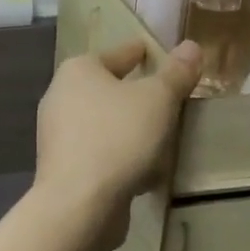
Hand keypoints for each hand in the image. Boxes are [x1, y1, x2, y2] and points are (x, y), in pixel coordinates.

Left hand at [32, 38, 200, 249]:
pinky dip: (122, 157)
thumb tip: (191, 46)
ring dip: (132, 130)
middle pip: (111, 89)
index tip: (164, 56)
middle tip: (170, 101)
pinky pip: (101, 153)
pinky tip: (146, 172)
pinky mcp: (63, 167)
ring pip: (107, 124)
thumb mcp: (158, 100)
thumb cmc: (118, 138)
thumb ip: (176, 73)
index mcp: (78, 70)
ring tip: (163, 139)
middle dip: (139, 95)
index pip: (120, 53)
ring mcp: (58, 134)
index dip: (144, 53)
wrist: (78, 204)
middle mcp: (61, 96)